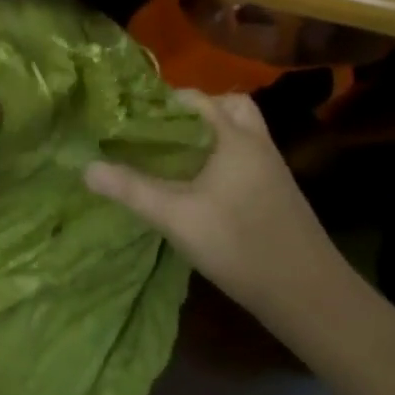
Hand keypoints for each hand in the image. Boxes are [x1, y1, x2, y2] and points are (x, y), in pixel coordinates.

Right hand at [84, 90, 341, 307]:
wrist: (309, 295)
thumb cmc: (239, 245)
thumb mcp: (176, 216)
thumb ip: (131, 189)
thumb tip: (85, 166)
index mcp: (235, 137)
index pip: (197, 99)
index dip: (163, 101)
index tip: (131, 116)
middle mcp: (257, 143)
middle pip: (228, 106)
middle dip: (194, 112)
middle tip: (161, 132)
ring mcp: (272, 168)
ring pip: (240, 133)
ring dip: (210, 135)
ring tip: (174, 156)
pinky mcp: (277, 192)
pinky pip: (245, 156)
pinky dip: (222, 156)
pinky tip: (199, 185)